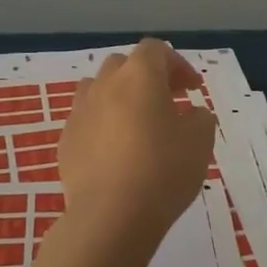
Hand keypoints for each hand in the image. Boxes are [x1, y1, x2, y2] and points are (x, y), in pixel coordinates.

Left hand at [55, 40, 216, 257]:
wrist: (110, 216)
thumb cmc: (162, 170)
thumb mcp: (200, 142)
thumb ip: (199, 118)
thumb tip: (190, 113)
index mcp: (139, 75)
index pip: (156, 49)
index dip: (177, 64)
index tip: (192, 89)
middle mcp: (105, 84)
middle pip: (124, 65)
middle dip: (147, 77)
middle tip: (167, 102)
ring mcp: (80, 111)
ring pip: (99, 89)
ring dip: (119, 98)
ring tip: (136, 125)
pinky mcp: (66, 141)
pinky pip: (86, 121)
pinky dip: (102, 126)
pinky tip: (115, 154)